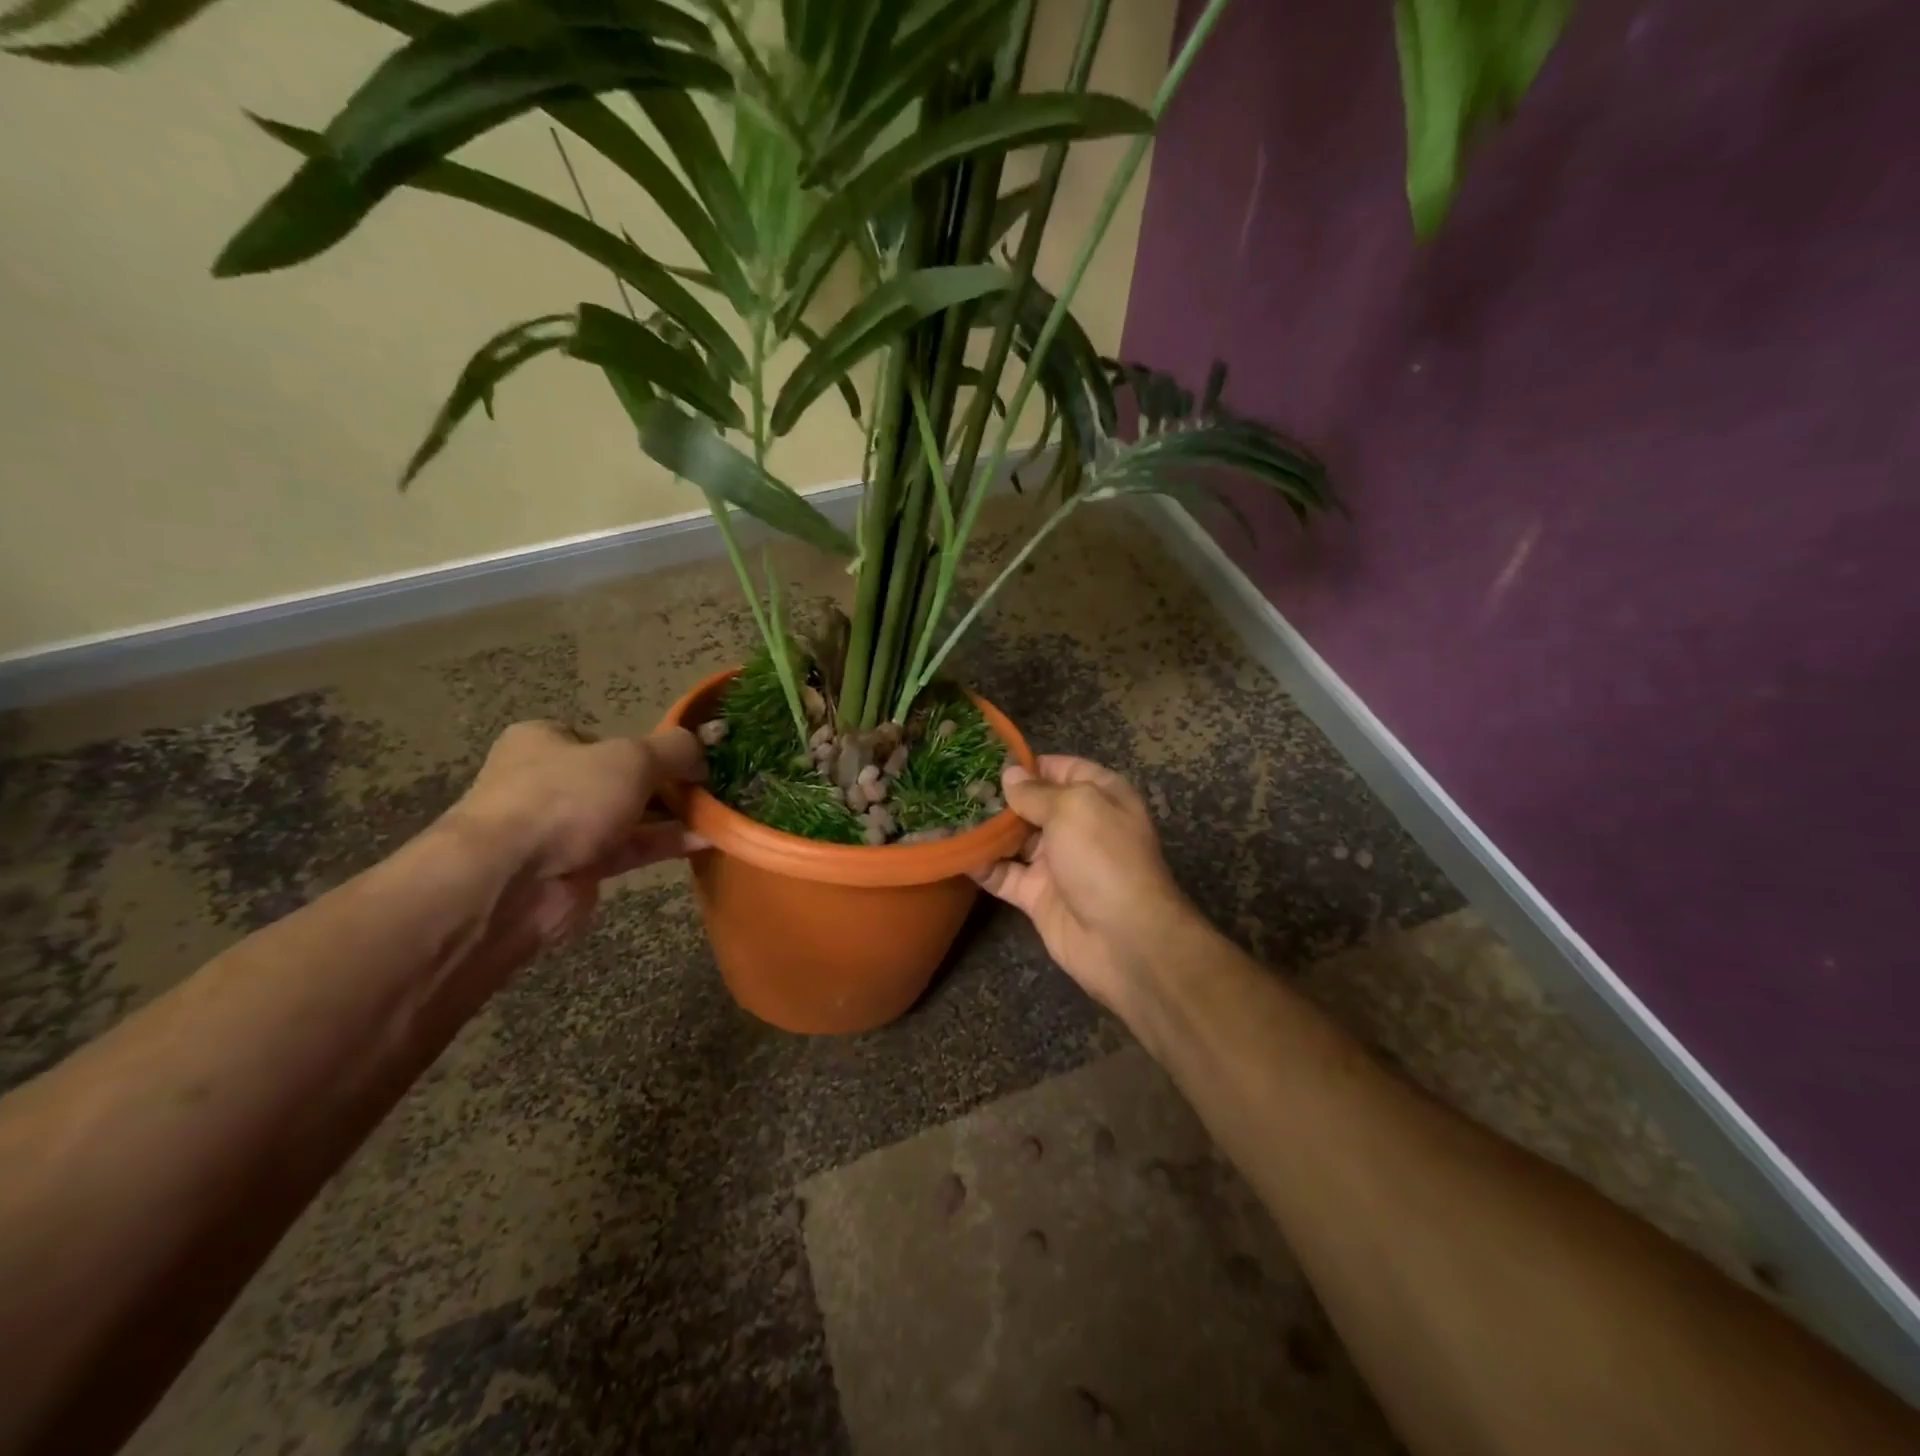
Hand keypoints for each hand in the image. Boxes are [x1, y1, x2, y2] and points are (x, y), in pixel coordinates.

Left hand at [440, 721, 706, 944]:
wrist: (510, 882)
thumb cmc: (566, 799)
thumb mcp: (632, 758)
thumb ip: (675, 749)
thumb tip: (705, 748)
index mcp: (546, 741)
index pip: (607, 738)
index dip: (649, 747)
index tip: (689, 758)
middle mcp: (550, 781)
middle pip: (621, 778)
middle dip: (667, 784)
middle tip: (710, 787)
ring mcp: (562, 828)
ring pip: (629, 816)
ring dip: (672, 816)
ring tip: (718, 813)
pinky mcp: (578, 868)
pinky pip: (630, 850)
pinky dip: (665, 843)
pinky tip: (706, 840)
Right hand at [973, 755, 1202, 1016]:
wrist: (1123, 939)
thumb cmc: (1104, 858)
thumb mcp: (1074, 808)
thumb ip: (1036, 791)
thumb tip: (1010, 774)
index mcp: (1099, 796)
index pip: (1060, 769)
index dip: (1027, 764)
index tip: (985, 760)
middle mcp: (1078, 825)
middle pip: (1032, 804)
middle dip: (998, 797)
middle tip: (955, 787)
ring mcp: (1057, 862)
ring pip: (1014, 839)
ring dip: (984, 829)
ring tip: (945, 813)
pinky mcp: (1037, 895)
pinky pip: (1003, 874)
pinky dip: (979, 864)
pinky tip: (950, 850)